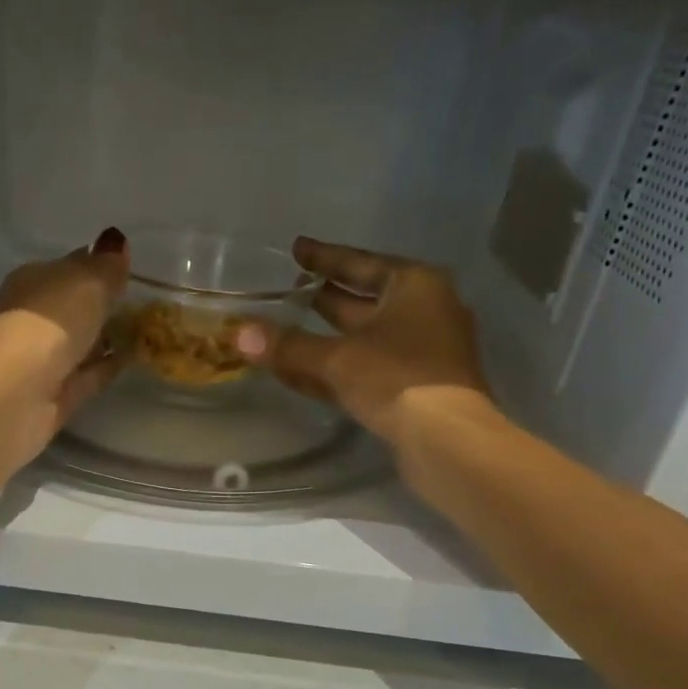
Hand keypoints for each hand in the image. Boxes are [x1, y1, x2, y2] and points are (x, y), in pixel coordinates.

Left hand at [0, 226, 129, 469]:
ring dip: (106, 338)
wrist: (13, 395)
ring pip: (80, 342)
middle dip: (103, 305)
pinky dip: (106, 367)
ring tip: (146, 332)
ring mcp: (41, 360)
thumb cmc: (46, 325)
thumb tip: (117, 242)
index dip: (99, 266)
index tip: (130, 268)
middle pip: (73, 307)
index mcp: (32, 282)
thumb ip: (106, 266)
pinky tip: (132, 360)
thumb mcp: (86, 284)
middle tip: (145, 304)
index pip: (70, 267)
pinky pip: (87, 376)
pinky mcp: (54, 396)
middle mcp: (32, 318)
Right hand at [237, 237, 494, 443]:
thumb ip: (288, 346)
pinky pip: (370, 364)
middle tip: (291, 288)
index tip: (297, 248)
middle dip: (327, 295)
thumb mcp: (336, 359)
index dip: (324, 257)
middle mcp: (424, 310)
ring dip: (329, 334)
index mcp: (413, 286)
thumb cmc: (397, 379)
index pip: (360, 263)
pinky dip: (340, 364)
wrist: (448, 440)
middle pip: (365, 298)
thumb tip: (240, 334)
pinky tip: (307, 371)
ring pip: (366, 334)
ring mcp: (423, 350)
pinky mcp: (417, 385)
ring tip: (290, 327)